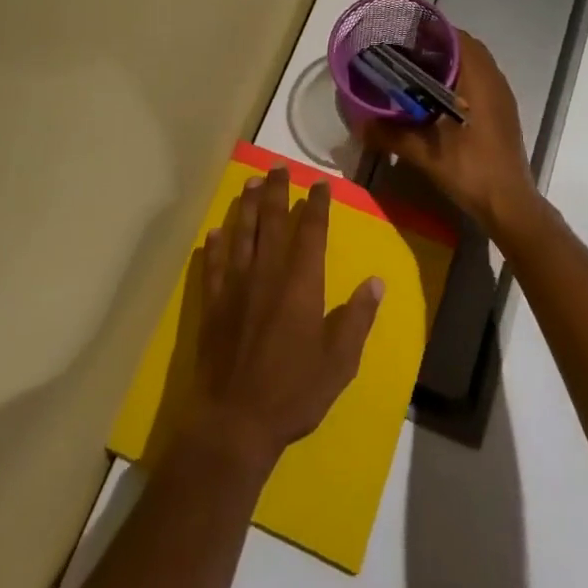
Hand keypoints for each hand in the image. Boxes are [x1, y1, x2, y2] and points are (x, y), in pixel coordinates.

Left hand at [179, 165, 382, 473]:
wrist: (234, 421)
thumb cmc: (293, 392)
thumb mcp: (339, 362)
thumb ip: (357, 318)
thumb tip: (375, 282)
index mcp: (301, 284)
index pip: (311, 232)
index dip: (316, 205)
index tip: (319, 184)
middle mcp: (267, 274)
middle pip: (272, 222)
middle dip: (276, 191)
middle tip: (277, 166)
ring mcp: (235, 287)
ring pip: (241, 234)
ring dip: (246, 206)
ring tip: (250, 182)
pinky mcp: (212, 304)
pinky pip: (213, 265)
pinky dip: (215, 245)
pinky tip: (215, 232)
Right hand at [356, 31, 540, 241]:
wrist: (509, 204)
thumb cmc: (470, 169)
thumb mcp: (425, 152)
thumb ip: (391, 135)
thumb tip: (360, 126)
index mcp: (478, 80)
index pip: (458, 37)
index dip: (432, 32)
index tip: (405, 36)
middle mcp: (494, 81)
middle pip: (466, 49)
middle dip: (437, 48)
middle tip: (406, 55)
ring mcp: (502, 98)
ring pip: (475, 66)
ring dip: (450, 65)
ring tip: (417, 75)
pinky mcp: (503, 114)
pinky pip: (481, 83)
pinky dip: (460, 82)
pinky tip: (438, 101)